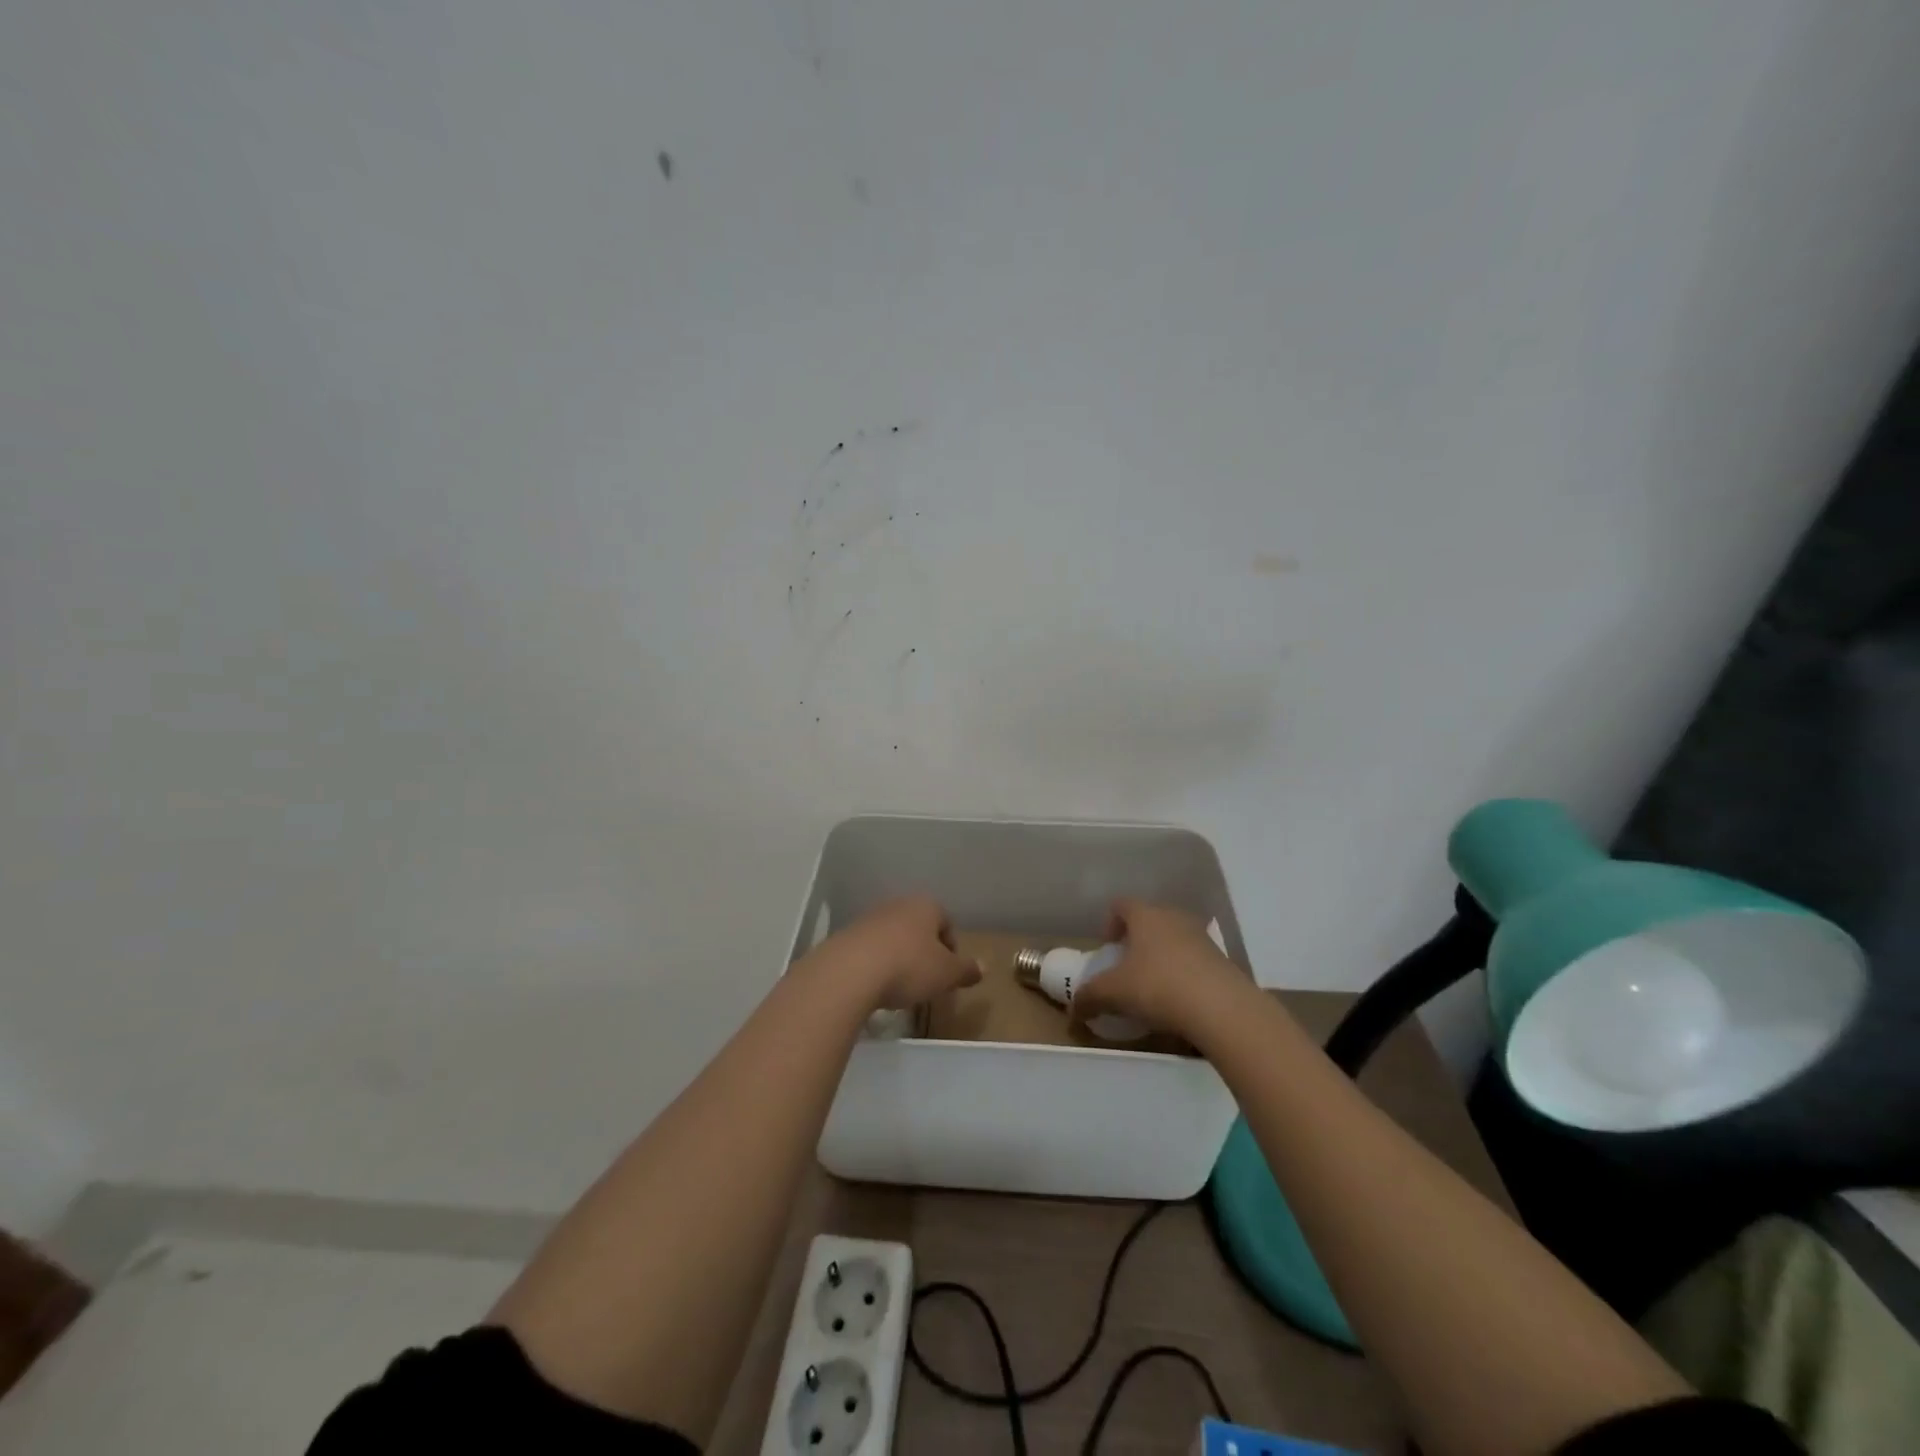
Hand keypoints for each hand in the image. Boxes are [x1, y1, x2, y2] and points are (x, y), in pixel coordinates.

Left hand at [809, 894, 981, 1010]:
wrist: (849, 972)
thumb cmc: (909, 967)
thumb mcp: (946, 974)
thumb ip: (965, 970)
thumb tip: (983, 968)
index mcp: (926, 906)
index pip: (946, 922)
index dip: (952, 949)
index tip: (949, 974)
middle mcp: (898, 905)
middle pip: (918, 927)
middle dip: (925, 952)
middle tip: (927, 980)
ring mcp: (869, 918)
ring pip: (893, 937)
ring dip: (899, 957)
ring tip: (900, 986)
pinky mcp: (847, 936)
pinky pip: (870, 949)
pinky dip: (877, 964)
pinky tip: (876, 986)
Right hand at [1070, 899, 1250, 1039]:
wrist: (1221, 1008)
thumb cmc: (1158, 987)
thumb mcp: (1114, 993)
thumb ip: (1090, 997)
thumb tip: (1073, 1010)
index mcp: (1145, 915)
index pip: (1121, 904)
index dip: (1110, 922)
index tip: (1107, 947)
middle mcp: (1174, 917)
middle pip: (1150, 919)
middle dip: (1136, 940)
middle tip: (1127, 967)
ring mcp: (1201, 937)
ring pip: (1174, 938)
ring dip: (1161, 956)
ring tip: (1153, 985)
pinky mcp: (1221, 960)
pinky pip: (1194, 959)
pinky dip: (1183, 972)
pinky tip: (1179, 999)